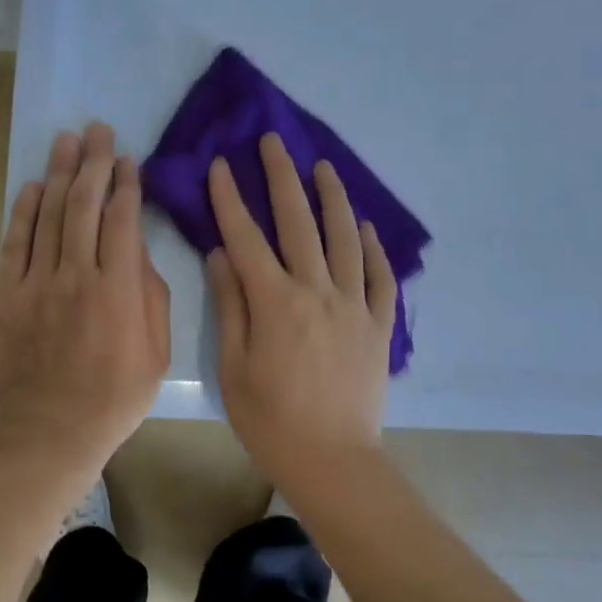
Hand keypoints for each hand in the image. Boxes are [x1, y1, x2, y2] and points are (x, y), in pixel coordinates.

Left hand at [0, 122, 170, 470]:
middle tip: (98, 130)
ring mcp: (36, 283)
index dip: (127, 185)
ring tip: (67, 140)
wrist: (51, 431)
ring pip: (49, 215)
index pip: (123, 220)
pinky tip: (34, 184)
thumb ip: (151, 297)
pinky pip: (15, 243)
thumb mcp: (157, 354)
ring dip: (60, 173)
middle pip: (84, 206)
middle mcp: (76, 275)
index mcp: (118, 289)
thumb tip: (139, 254)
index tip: (129, 159)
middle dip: (94, 163)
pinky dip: (25, 211)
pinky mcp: (7, 295)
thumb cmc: (115, 397)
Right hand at [205, 133, 397, 489]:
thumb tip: (221, 253)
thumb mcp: (234, 366)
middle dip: (282, 177)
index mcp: (275, 302)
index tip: (221, 165)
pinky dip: (374, 247)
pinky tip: (366, 226)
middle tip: (273, 141)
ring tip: (323, 167)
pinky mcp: (379, 324)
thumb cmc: (271, 420)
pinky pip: (380, 276)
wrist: (333, 460)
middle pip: (298, 222)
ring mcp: (354, 305)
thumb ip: (230, 305)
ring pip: (344, 238)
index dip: (231, 198)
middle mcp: (317, 291)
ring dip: (332, 198)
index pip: (246, 237)